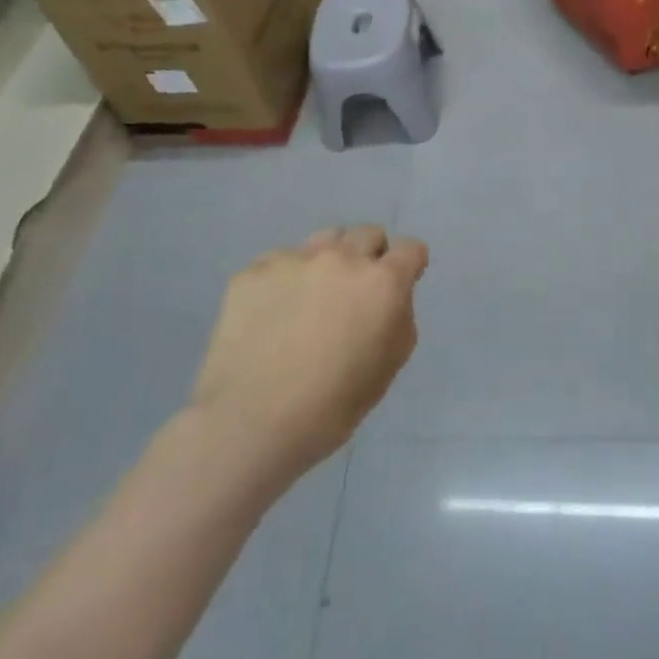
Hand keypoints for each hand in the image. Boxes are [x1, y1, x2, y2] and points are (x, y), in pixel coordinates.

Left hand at [187, 226, 427, 486]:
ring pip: (326, 239)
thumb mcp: (388, 368)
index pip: (410, 249)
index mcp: (382, 282)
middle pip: (369, 234)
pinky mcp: (254, 270)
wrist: (248, 424)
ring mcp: (295, 259)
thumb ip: (399, 319)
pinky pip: (280, 262)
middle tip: (354, 295)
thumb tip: (390, 299)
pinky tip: (272, 315)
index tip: (399, 285)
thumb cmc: (330, 407)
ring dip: (330, 260)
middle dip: (370, 258)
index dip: (409, 266)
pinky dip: (285, 280)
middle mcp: (343, 257)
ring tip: (313, 297)